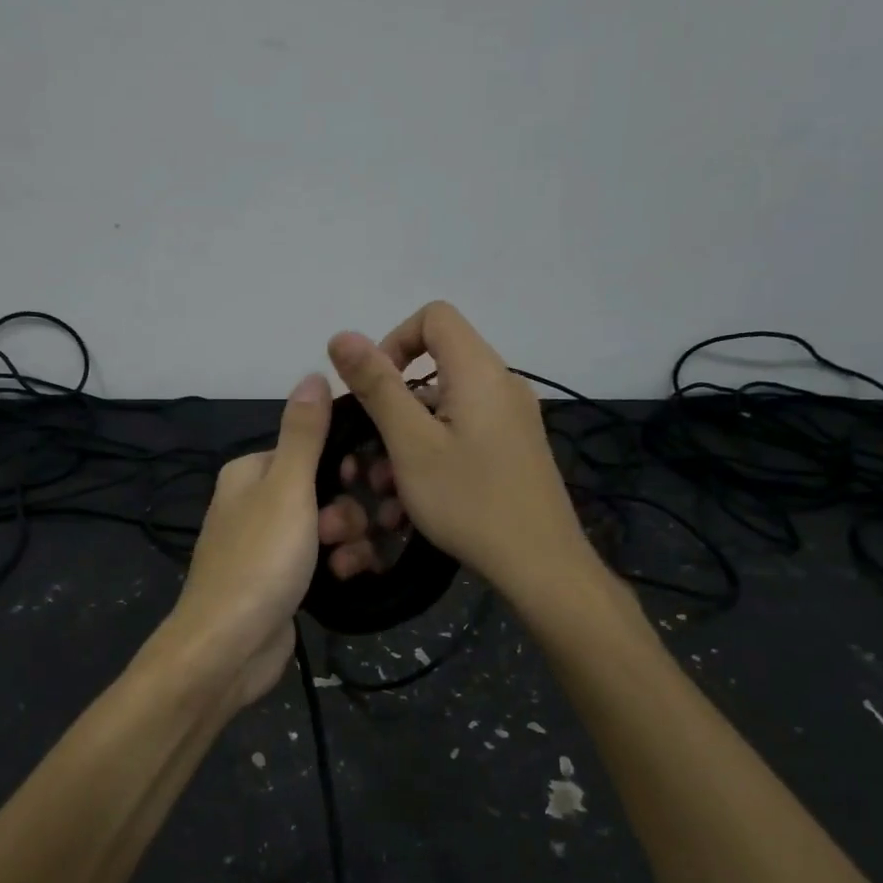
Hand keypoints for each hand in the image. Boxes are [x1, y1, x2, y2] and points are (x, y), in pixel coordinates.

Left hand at [163, 373, 331, 710]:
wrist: (228, 648)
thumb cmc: (259, 561)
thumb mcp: (286, 488)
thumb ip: (304, 433)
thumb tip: (314, 372)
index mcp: (251, 472)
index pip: (312, 448)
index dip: (346, 464)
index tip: (372, 482)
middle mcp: (257, 502)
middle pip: (325, 489)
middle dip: (346, 511)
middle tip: (341, 532)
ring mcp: (269, 544)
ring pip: (329, 527)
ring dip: (348, 541)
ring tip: (343, 563)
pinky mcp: (283, 580)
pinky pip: (323, 559)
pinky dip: (339, 566)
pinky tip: (346, 578)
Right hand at [323, 301, 593, 595]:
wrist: (540, 564)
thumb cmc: (469, 500)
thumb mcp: (410, 444)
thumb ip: (377, 386)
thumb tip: (342, 335)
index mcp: (480, 372)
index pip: (434, 317)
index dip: (394, 341)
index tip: (373, 389)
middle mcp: (502, 385)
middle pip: (437, 365)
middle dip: (394, 402)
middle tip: (372, 450)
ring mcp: (512, 419)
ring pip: (446, 407)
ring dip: (408, 437)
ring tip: (386, 490)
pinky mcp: (514, 448)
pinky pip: (464, 432)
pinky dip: (433, 451)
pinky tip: (416, 497)